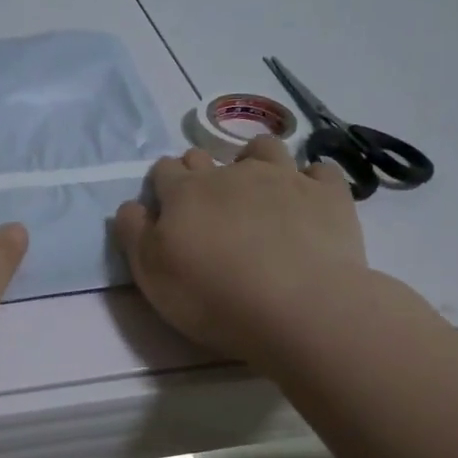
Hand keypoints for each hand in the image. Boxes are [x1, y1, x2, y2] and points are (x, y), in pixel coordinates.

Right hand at [112, 135, 369, 363]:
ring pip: (264, 148)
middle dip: (202, 172)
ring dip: (255, 160)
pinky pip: (319, 171)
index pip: (164, 171)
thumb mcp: (150, 274)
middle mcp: (231, 173)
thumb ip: (133, 234)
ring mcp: (283, 178)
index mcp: (184, 192)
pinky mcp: (327, 194)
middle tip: (208, 205)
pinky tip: (309, 200)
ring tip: (258, 188)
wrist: (297, 308)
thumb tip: (131, 206)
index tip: (167, 207)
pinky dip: (311, 180)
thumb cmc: (212, 296)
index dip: (163, 185)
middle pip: (207, 157)